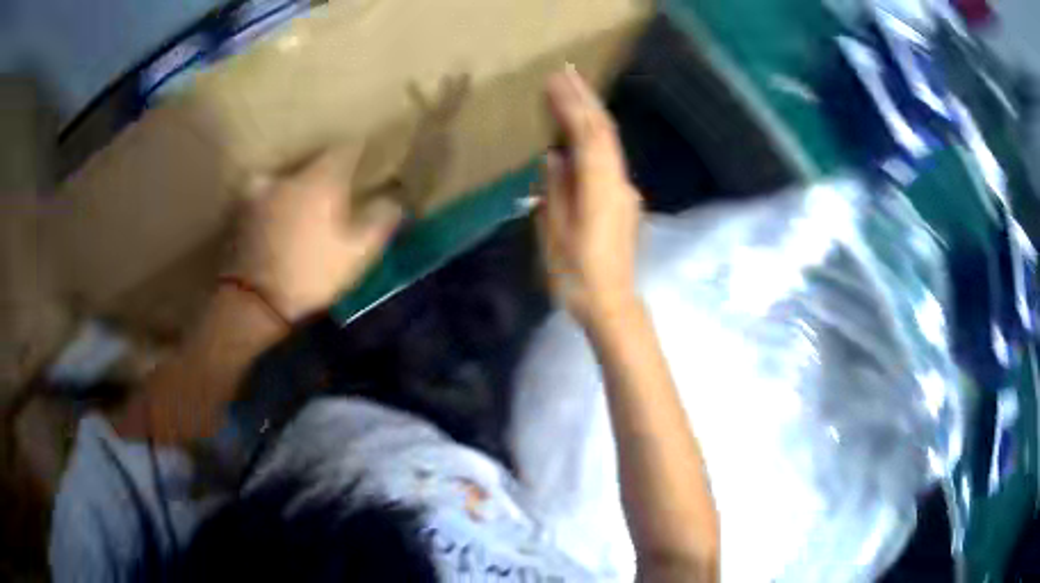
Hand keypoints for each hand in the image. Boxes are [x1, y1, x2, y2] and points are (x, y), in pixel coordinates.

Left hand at [231, 148, 401, 321]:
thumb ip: (379, 222)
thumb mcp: (357, 254)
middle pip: (311, 163)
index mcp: (319, 180)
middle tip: (332, 187)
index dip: (358, 152)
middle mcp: (287, 177)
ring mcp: (259, 194)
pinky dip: (271, 205)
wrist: (256, 304)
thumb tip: (394, 202)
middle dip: (324, 172)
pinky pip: (262, 199)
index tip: (366, 156)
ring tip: (299, 203)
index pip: (344, 150)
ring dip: (293, 188)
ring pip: (282, 179)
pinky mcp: (240, 215)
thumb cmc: (312, 275)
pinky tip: (275, 221)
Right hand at [540, 66, 642, 327]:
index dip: (571, 106)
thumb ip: (555, 191)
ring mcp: (625, 192)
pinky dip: (596, 137)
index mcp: (600, 188)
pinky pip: (609, 158)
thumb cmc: (577, 275)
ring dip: (592, 115)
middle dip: (585, 100)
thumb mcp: (555, 234)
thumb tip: (555, 157)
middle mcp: (618, 183)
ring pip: (610, 144)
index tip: (554, 81)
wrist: (612, 304)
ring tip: (574, 92)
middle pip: (604, 132)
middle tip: (566, 73)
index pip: (587, 136)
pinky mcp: (624, 202)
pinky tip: (584, 130)